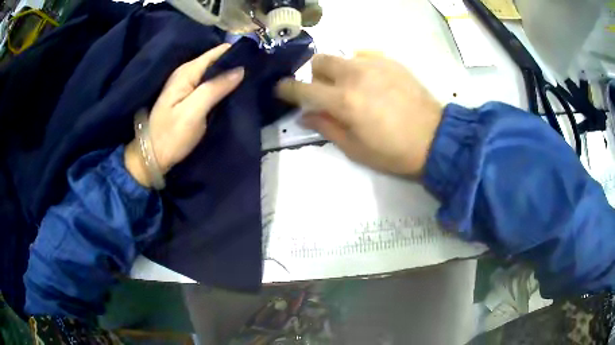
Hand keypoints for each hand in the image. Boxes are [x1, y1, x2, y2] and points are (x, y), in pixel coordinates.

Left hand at [125, 44, 243, 187]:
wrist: (152, 156)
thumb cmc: (171, 136)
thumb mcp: (193, 112)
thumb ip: (216, 88)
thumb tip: (240, 69)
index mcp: (187, 72)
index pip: (217, 52)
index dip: (236, 53)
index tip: (257, 58)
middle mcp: (187, 72)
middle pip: (216, 60)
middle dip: (235, 64)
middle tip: (257, 71)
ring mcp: (187, 84)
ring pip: (214, 71)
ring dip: (230, 75)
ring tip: (252, 79)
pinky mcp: (189, 96)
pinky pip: (210, 83)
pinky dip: (222, 84)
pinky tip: (235, 90)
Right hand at [276, 53, 442, 176]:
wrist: (435, 139)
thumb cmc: (394, 152)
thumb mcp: (355, 149)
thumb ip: (326, 127)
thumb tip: (305, 115)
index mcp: (344, 101)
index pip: (303, 89)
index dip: (287, 88)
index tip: (281, 89)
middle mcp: (355, 75)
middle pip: (319, 61)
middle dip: (314, 75)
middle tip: (325, 92)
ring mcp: (375, 64)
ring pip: (341, 55)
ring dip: (336, 70)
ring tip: (351, 87)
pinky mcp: (391, 61)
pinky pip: (363, 54)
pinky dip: (358, 65)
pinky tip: (370, 79)